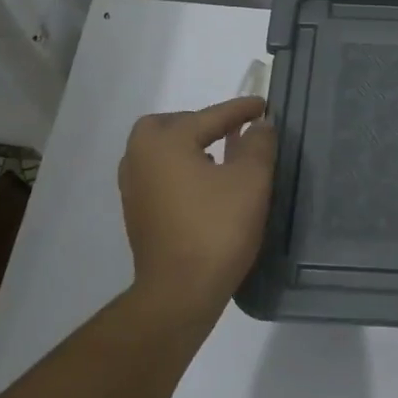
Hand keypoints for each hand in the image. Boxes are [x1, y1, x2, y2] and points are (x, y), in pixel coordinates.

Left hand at [118, 96, 276, 328]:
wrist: (180, 292)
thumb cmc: (217, 229)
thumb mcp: (251, 181)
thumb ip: (258, 144)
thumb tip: (260, 125)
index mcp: (164, 142)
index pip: (210, 116)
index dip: (241, 109)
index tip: (263, 105)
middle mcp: (140, 158)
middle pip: (171, 125)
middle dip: (201, 123)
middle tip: (232, 130)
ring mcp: (134, 188)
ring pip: (161, 151)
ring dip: (189, 146)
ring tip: (221, 155)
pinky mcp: (137, 213)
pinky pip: (159, 174)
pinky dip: (181, 169)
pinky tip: (205, 184)